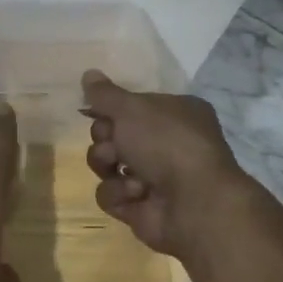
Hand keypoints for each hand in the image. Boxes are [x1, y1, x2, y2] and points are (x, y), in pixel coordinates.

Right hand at [82, 70, 259, 262]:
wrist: (194, 203)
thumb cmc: (167, 143)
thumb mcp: (132, 108)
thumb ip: (105, 93)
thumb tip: (88, 73)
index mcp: (174, 113)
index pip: (130, 106)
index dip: (110, 109)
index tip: (95, 110)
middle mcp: (166, 144)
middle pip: (113, 135)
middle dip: (105, 138)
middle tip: (112, 141)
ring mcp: (154, 178)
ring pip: (107, 165)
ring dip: (107, 164)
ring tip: (119, 168)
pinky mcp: (141, 208)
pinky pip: (112, 195)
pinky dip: (119, 193)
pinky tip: (136, 193)